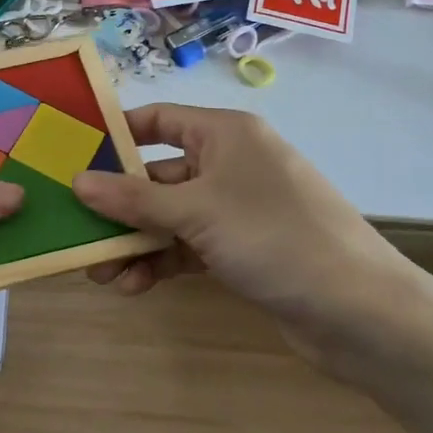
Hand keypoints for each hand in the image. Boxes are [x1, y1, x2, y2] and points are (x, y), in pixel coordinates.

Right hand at [71, 104, 416, 361]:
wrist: (360, 312)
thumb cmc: (275, 237)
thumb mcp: (196, 212)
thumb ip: (133, 198)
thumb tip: (77, 180)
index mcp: (225, 135)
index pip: (158, 120)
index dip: (115, 135)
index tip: (72, 157)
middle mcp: (229, 164)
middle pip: (157, 174)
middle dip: (118, 206)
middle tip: (77, 231)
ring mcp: (236, 208)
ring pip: (169, 216)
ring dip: (134, 242)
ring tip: (101, 273)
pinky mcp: (241, 249)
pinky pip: (187, 246)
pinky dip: (161, 262)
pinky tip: (134, 286)